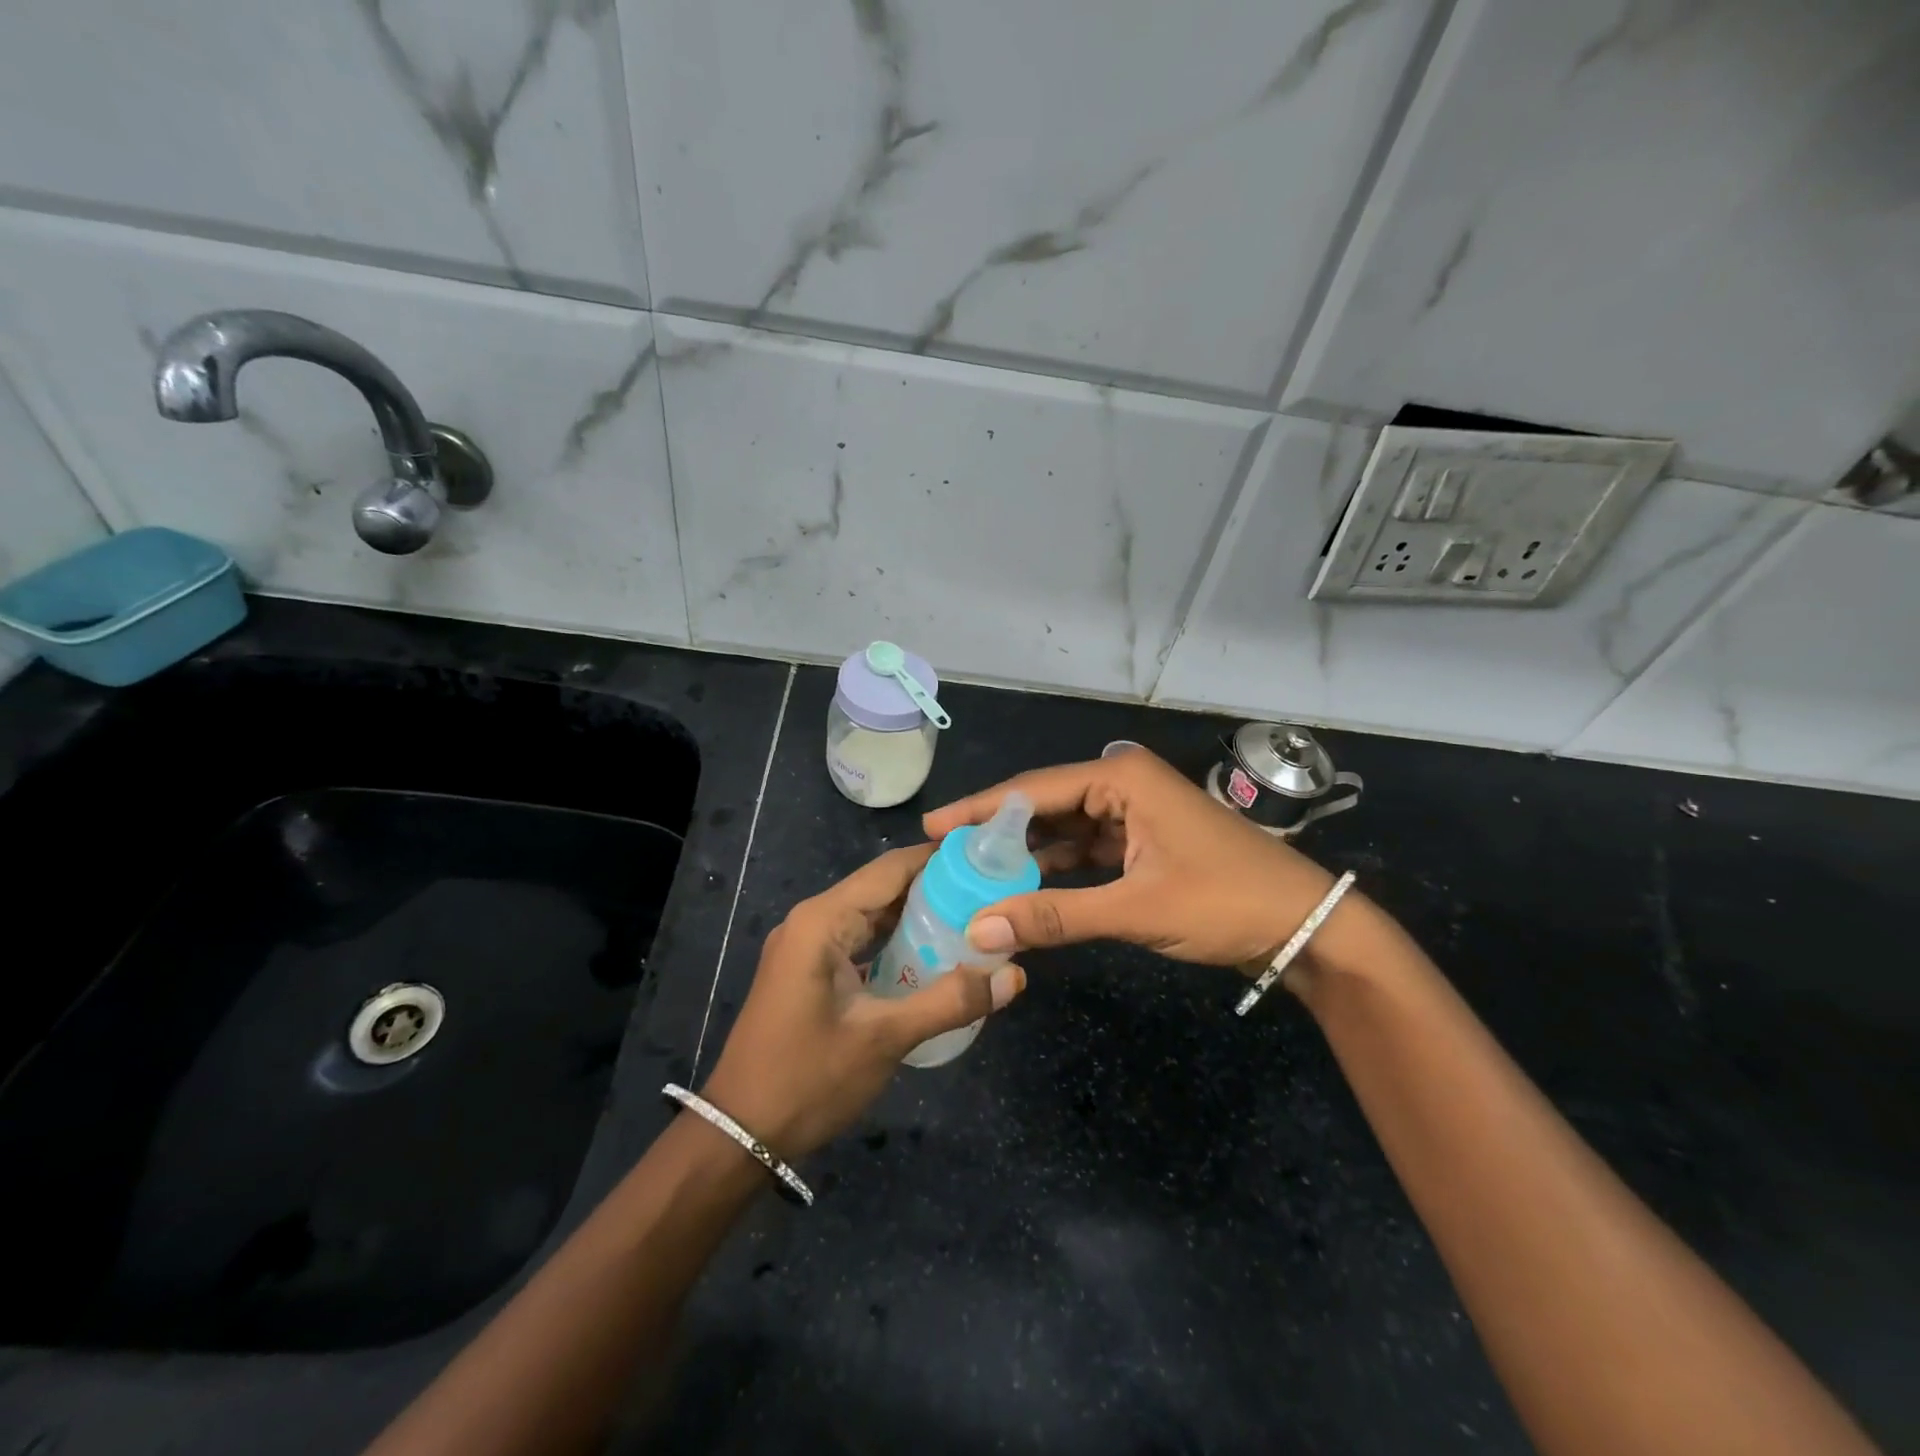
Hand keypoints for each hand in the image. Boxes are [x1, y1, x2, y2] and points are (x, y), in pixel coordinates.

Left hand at [700, 844, 1026, 1161]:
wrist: (738, 1134)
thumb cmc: (808, 1078)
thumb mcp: (884, 1038)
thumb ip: (950, 1001)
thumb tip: (1014, 975)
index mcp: (822, 920)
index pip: (890, 869)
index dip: (938, 859)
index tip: (986, 858)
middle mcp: (812, 920)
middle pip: (882, 888)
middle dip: (934, 888)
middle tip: (990, 892)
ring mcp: (806, 946)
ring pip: (871, 916)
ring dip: (916, 916)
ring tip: (973, 918)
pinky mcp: (808, 971)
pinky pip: (859, 941)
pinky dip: (894, 942)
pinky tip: (931, 955)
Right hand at [923, 749, 1338, 967]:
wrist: (1305, 925)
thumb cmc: (1224, 902)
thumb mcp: (1135, 909)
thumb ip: (1054, 916)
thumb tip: (978, 931)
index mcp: (1120, 777)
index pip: (1033, 789)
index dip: (979, 810)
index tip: (932, 828)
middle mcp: (1123, 782)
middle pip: (1045, 805)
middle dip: (999, 833)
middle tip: (946, 857)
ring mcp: (1135, 812)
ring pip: (1065, 829)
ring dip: (1027, 854)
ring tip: (975, 875)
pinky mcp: (1144, 840)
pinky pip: (1088, 849)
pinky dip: (1059, 869)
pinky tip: (1025, 888)